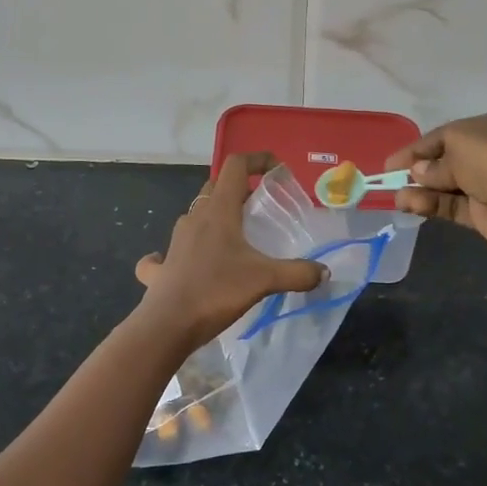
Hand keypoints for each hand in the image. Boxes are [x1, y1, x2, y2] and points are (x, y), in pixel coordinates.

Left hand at [132, 152, 326, 351]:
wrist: (167, 325)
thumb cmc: (216, 291)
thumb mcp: (264, 280)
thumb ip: (297, 273)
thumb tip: (324, 272)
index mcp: (218, 210)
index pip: (235, 166)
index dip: (257, 160)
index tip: (276, 170)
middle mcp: (194, 217)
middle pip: (216, 187)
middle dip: (239, 190)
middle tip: (261, 207)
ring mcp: (175, 240)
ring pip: (196, 215)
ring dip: (215, 217)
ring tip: (237, 236)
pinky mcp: (162, 266)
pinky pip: (169, 251)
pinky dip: (183, 249)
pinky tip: (190, 261)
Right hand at [384, 109, 486, 262]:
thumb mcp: (459, 146)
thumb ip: (434, 160)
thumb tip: (418, 172)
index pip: (447, 134)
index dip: (417, 147)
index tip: (390, 162)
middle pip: (446, 158)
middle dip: (418, 168)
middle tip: (390, 178)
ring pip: (446, 184)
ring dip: (420, 189)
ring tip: (396, 197)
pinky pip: (452, 205)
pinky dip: (430, 204)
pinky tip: (409, 204)